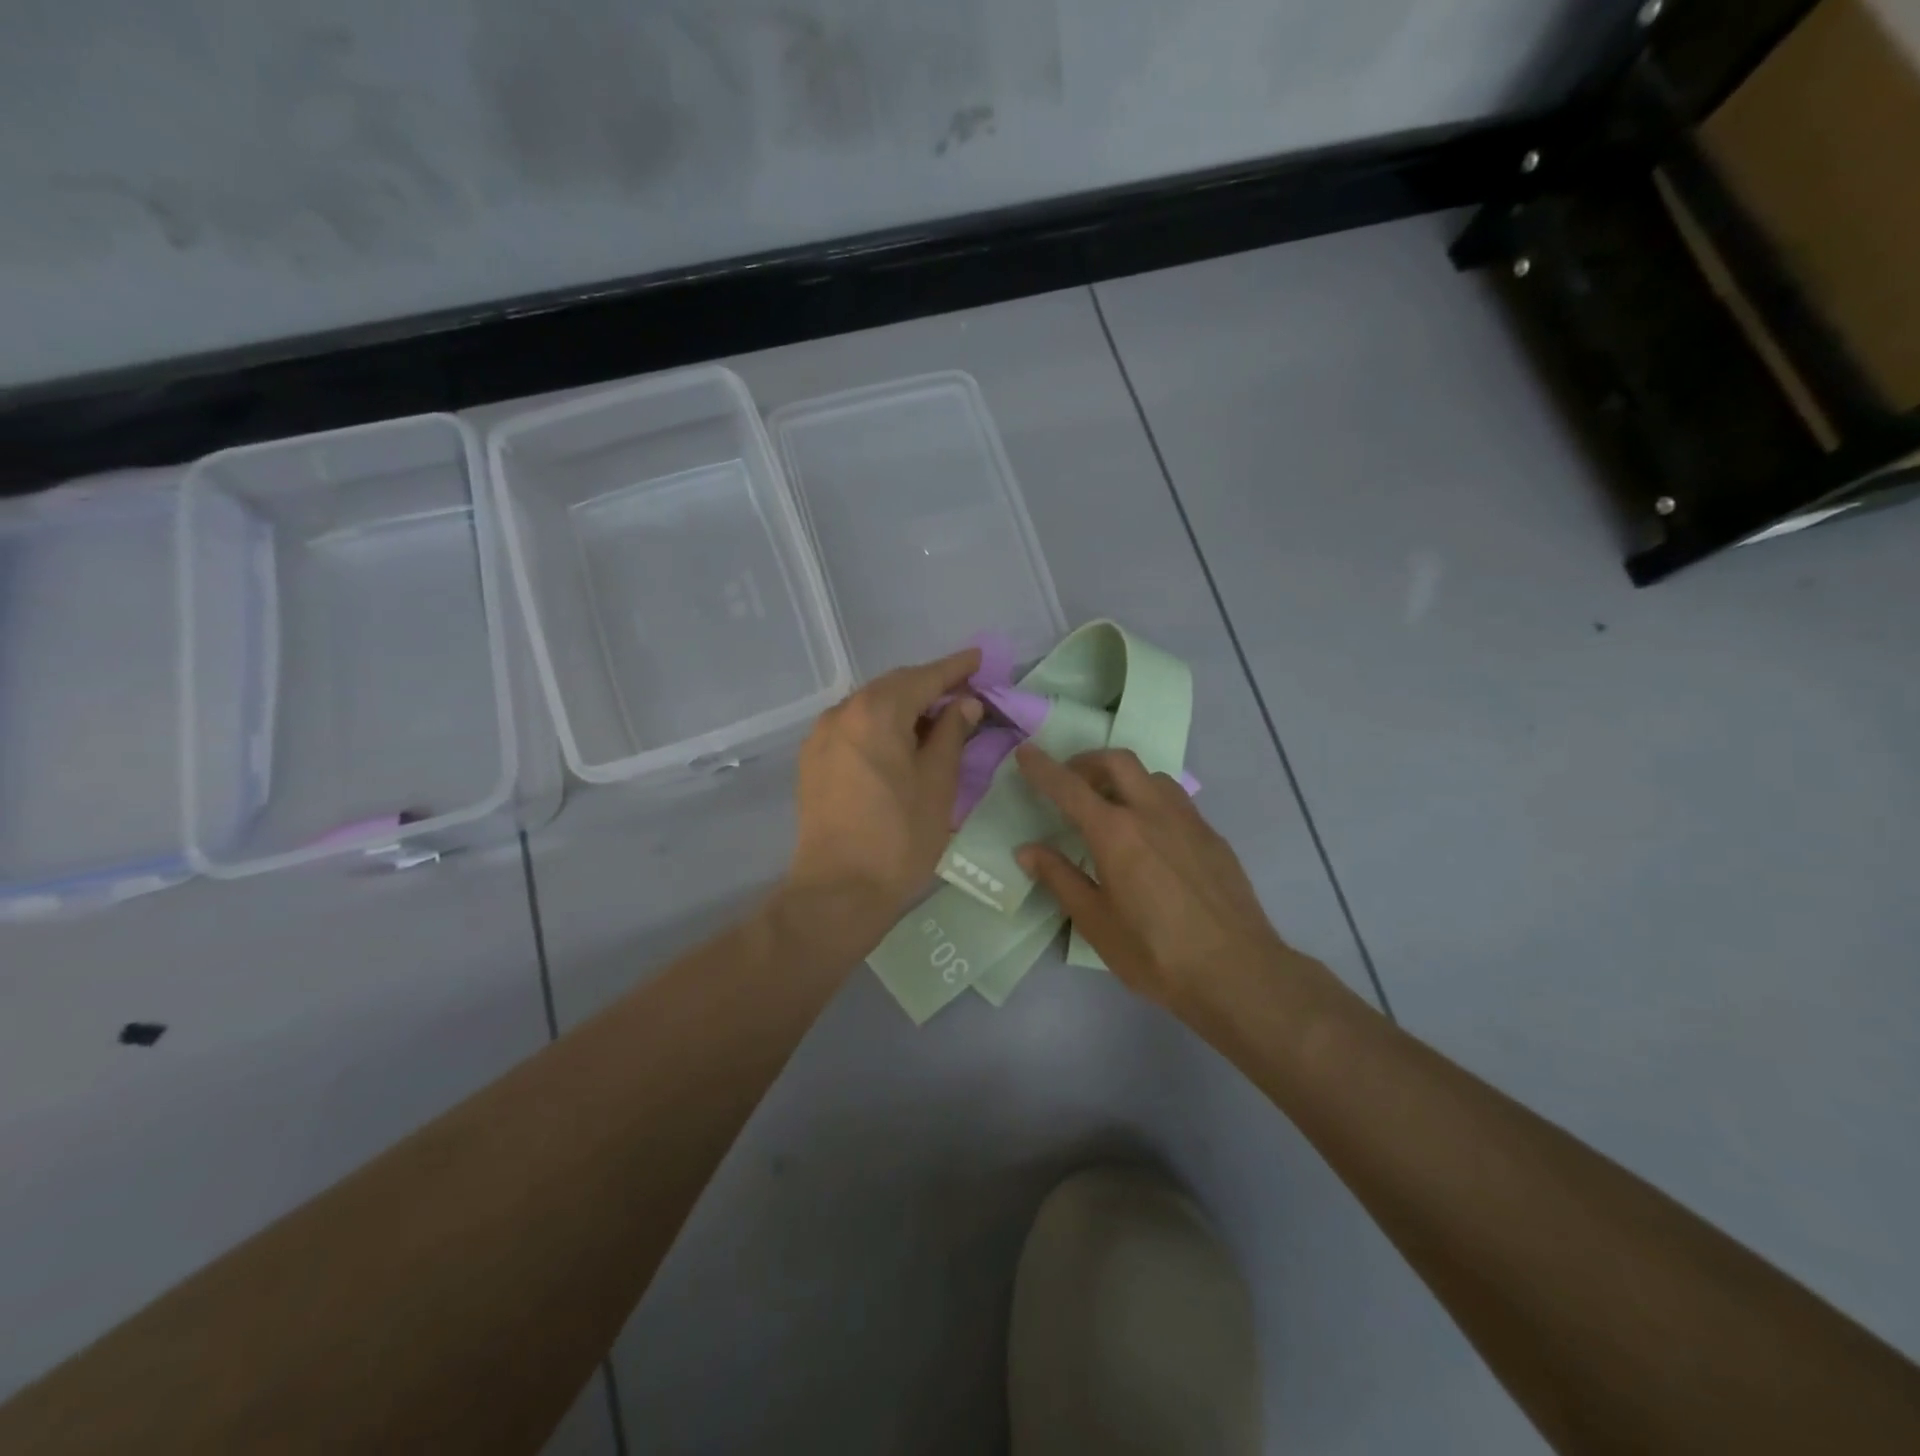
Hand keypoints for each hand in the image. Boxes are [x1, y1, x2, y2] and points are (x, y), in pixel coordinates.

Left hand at [780, 649, 983, 959]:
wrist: (838, 891)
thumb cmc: (899, 838)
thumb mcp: (938, 784)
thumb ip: (951, 735)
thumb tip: (964, 705)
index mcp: (876, 712)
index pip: (924, 677)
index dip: (955, 668)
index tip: (979, 659)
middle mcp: (843, 712)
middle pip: (894, 686)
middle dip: (930, 686)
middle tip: (964, 693)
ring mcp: (822, 736)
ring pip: (871, 706)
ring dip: (904, 706)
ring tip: (936, 719)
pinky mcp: (813, 760)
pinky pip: (853, 727)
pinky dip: (881, 725)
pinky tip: (899, 742)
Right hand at [1014, 745, 1307, 1011]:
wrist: (1237, 972)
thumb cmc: (1155, 953)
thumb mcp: (1096, 923)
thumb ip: (1060, 878)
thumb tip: (1027, 851)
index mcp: (1115, 833)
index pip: (1069, 787)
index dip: (1043, 767)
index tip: (1026, 752)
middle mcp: (1152, 812)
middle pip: (1117, 760)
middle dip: (1087, 761)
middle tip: (1071, 784)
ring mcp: (1188, 820)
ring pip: (1151, 776)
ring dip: (1123, 778)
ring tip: (1111, 808)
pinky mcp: (1212, 836)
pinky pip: (1176, 800)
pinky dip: (1151, 800)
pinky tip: (1151, 837)